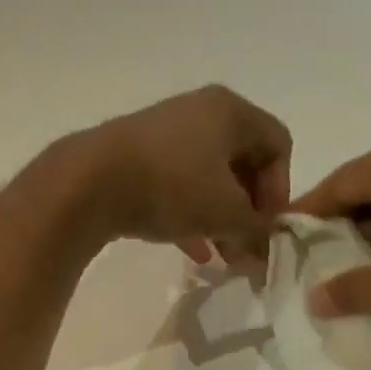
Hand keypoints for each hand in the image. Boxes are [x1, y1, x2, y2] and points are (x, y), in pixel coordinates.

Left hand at [71, 85, 292, 263]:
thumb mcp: (226, 214)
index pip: (278, 144)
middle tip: (247, 249)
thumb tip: (267, 255)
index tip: (266, 226)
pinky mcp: (139, 158)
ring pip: (211, 179)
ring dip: (223, 219)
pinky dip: (193, 216)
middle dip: (250, 211)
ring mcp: (167, 134)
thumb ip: (257, 233)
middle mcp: (201, 113)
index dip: (281, 189)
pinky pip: (179, 187)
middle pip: (244, 163)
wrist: (90, 183)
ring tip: (225, 258)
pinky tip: (196, 254)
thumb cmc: (172, 187)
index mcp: (231, 111)